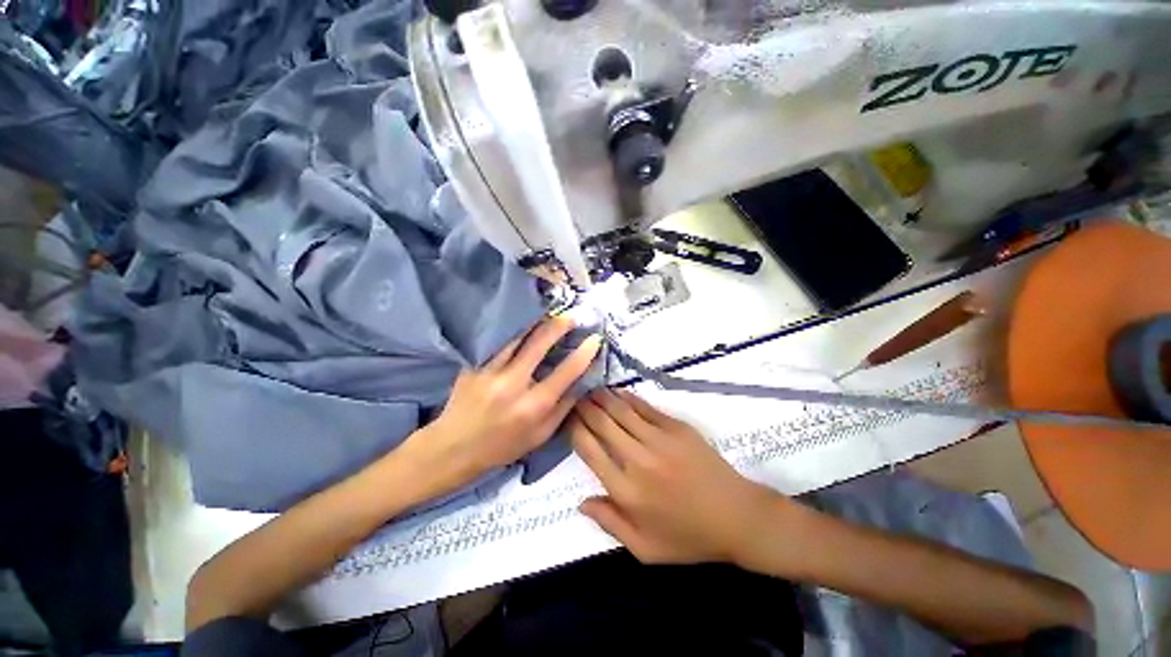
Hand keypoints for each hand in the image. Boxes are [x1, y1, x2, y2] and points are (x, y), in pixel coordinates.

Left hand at [400, 315, 601, 495]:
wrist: (453, 449)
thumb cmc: (503, 447)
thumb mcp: (541, 435)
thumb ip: (564, 407)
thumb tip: (583, 381)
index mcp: (533, 406)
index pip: (566, 372)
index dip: (584, 353)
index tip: (595, 338)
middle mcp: (513, 384)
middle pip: (540, 343)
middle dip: (560, 324)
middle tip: (571, 315)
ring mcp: (489, 371)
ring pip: (516, 335)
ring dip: (535, 321)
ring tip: (548, 312)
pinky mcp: (472, 365)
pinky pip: (497, 341)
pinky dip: (513, 330)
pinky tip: (522, 325)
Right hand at [570, 389, 787, 564]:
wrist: (737, 517)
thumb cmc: (689, 537)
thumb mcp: (645, 549)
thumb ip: (609, 524)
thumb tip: (580, 502)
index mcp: (626, 491)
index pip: (589, 451)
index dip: (575, 430)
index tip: (568, 420)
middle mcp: (637, 460)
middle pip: (602, 424)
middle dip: (585, 408)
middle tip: (575, 397)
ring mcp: (659, 440)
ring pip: (621, 411)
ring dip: (603, 398)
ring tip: (591, 389)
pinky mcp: (676, 428)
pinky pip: (645, 408)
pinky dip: (628, 398)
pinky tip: (618, 392)